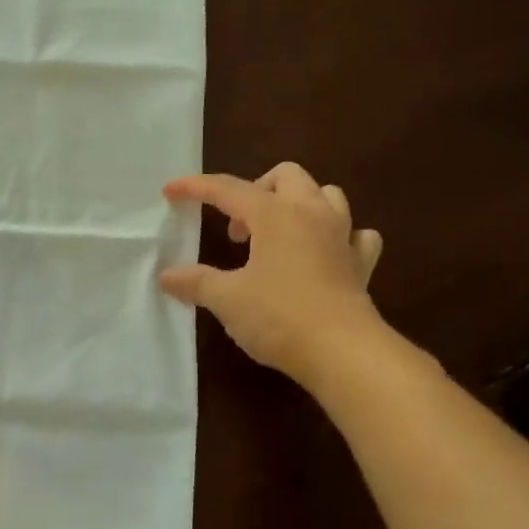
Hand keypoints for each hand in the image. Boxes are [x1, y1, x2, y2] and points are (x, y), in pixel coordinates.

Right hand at [159, 162, 384, 385]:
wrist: (344, 352)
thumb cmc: (280, 317)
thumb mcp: (227, 300)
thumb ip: (196, 283)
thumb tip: (167, 276)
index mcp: (275, 214)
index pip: (228, 189)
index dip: (196, 187)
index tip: (170, 191)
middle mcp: (312, 213)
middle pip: (286, 176)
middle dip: (256, 190)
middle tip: (238, 228)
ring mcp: (342, 236)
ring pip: (326, 195)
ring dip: (299, 204)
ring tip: (278, 234)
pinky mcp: (361, 264)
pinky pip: (355, 234)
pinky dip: (339, 236)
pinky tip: (325, 254)